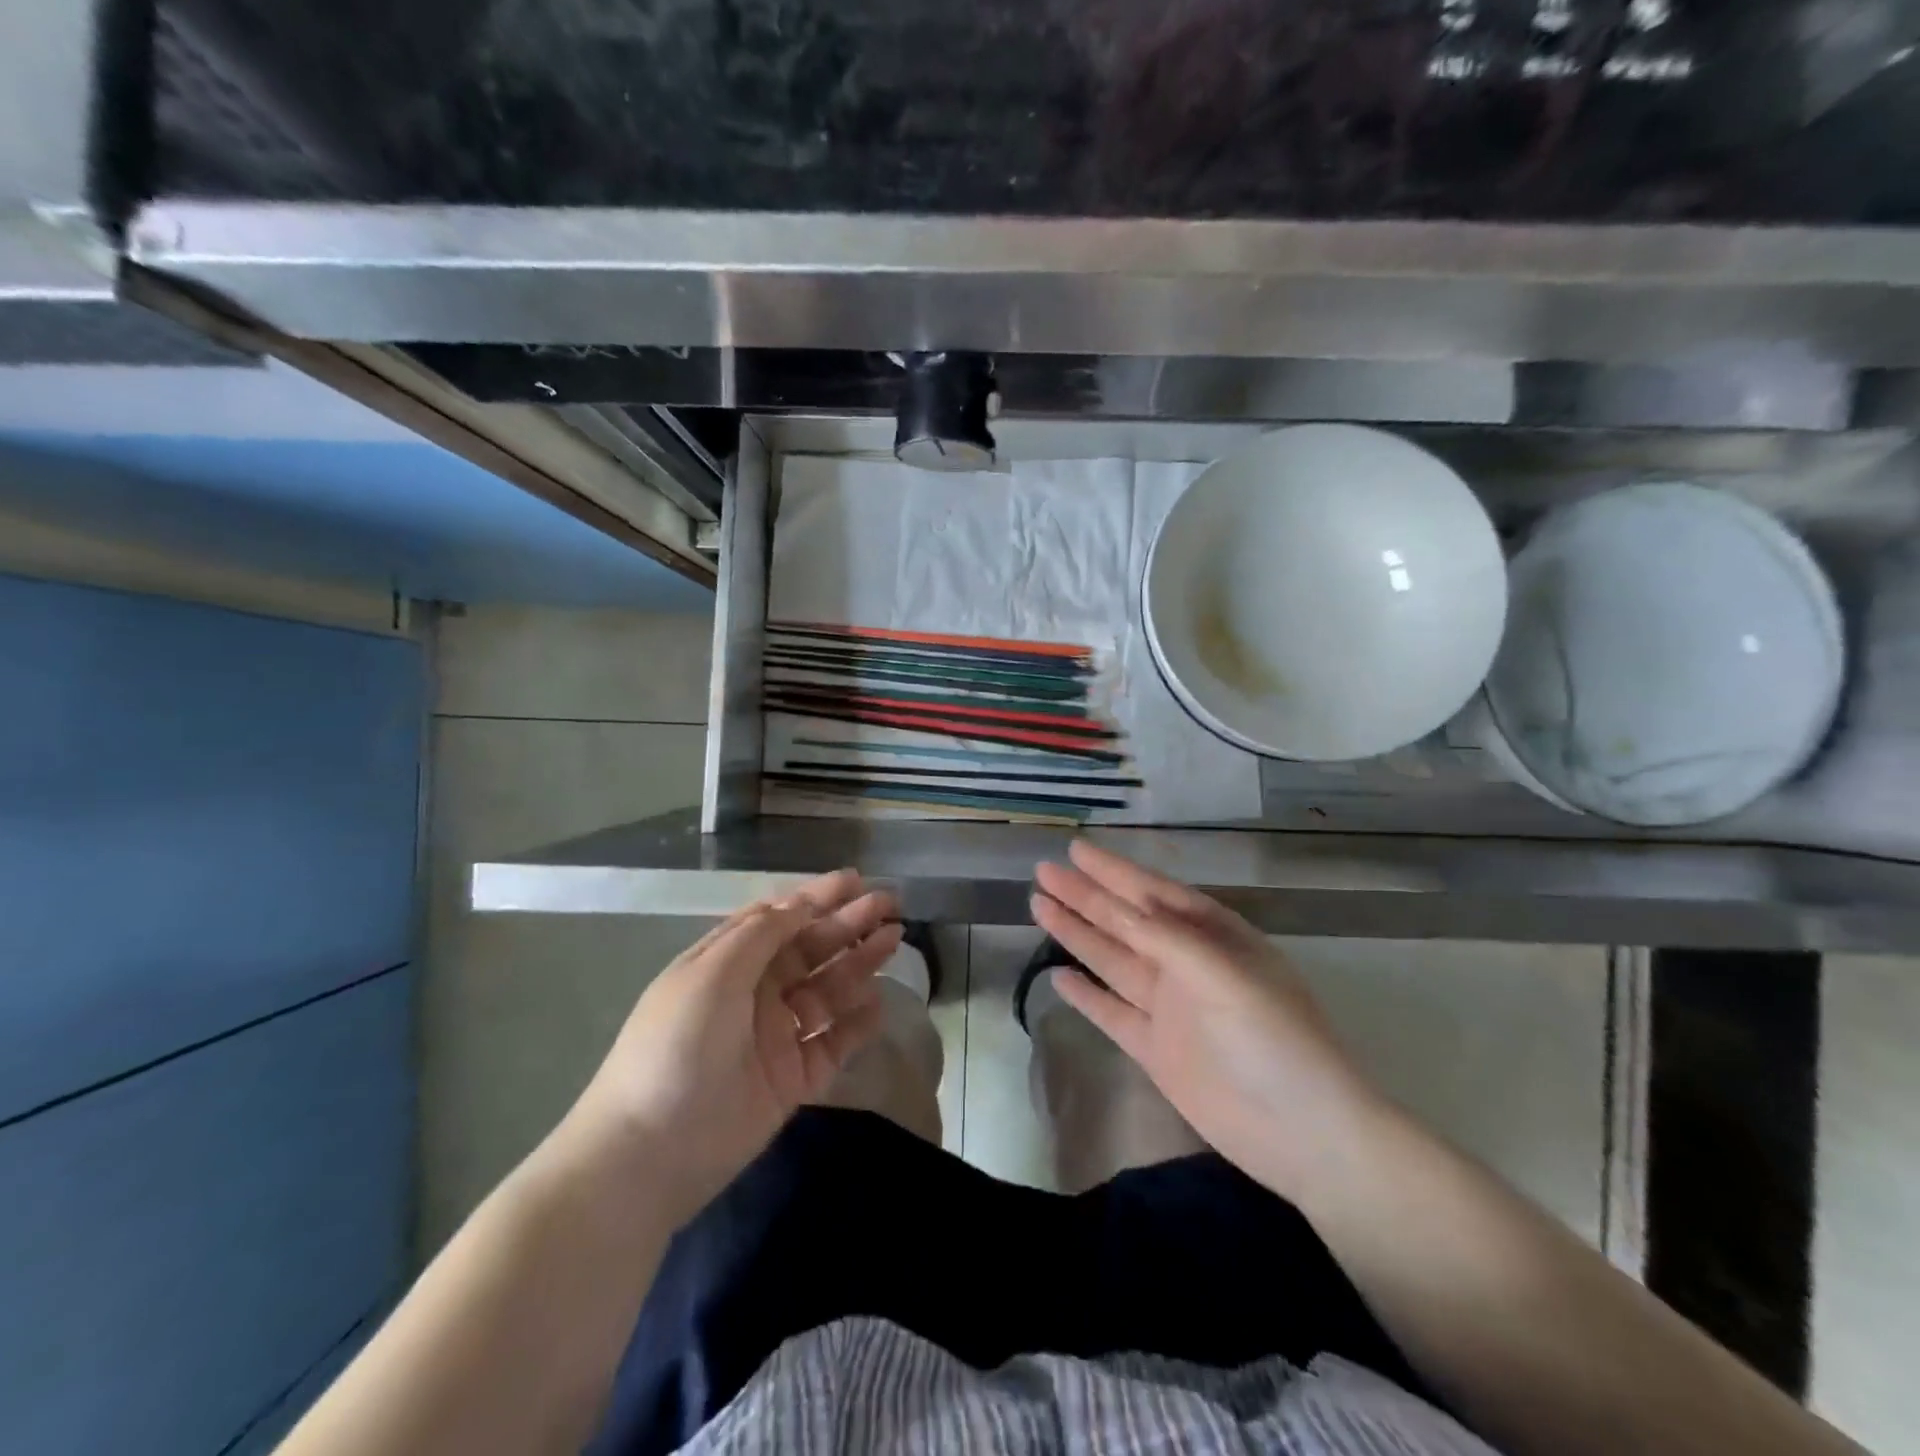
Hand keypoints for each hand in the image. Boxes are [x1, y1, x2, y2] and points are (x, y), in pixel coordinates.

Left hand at [563, 870, 901, 1222]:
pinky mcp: (794, 1079)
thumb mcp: (711, 974)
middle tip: (889, 904)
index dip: (816, 897)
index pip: (779, 919)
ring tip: (894, 939)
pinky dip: (857, 1022)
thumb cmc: (677, 1046)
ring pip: (827, 990)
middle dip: (848, 924)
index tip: (855, 879)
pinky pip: (833, 1041)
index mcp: (727, 963)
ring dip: (859, 963)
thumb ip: (761, 934)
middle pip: (810, 949)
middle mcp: (754, 993)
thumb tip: (800, 903)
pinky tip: (879, 1001)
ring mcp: (776, 1036)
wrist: (649, 1154)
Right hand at [1031, 841, 1381, 1201]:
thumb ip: (1167, 939)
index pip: (1152, 893)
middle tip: (1043, 871)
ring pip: (1111, 960)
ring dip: (1077, 933)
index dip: (1113, 870)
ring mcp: (1169, 1008)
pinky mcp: (1155, 1050)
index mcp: (1211, 938)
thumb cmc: (1274, 1039)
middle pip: (1124, 922)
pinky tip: (1058, 976)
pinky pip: (1111, 1012)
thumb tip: (1118, 906)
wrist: (1304, 1134)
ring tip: (1038, 906)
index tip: (1075, 850)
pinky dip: (1086, 995)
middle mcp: (1185, 965)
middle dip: (1085, 896)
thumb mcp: (1223, 975)